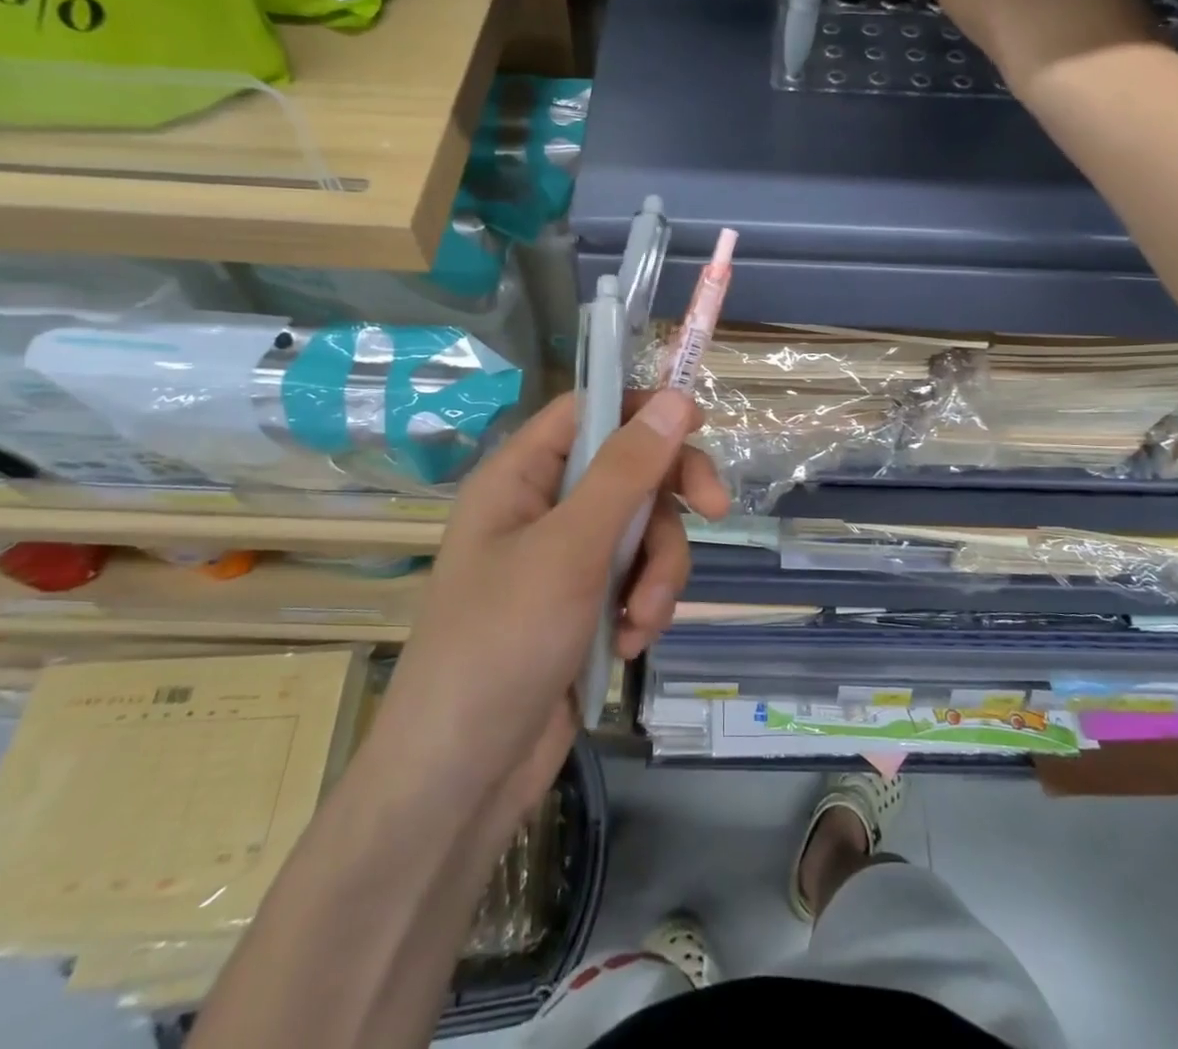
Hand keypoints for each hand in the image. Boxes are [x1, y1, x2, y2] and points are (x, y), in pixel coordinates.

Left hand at [373, 390, 726, 828]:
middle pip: (629, 471)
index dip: (642, 409)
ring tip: (641, 620)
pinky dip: (644, 607)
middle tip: (716, 511)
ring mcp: (565, 561)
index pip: (587, 411)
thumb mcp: (570, 550)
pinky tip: (629, 644)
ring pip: (642, 532)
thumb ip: (625, 472)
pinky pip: (636, 580)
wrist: (461, 779)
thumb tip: (673, 399)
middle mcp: (542, 509)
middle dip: (668, 502)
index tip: (698, 427)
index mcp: (520, 477)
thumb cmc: (501, 644)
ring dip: (658, 572)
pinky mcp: (584, 606)